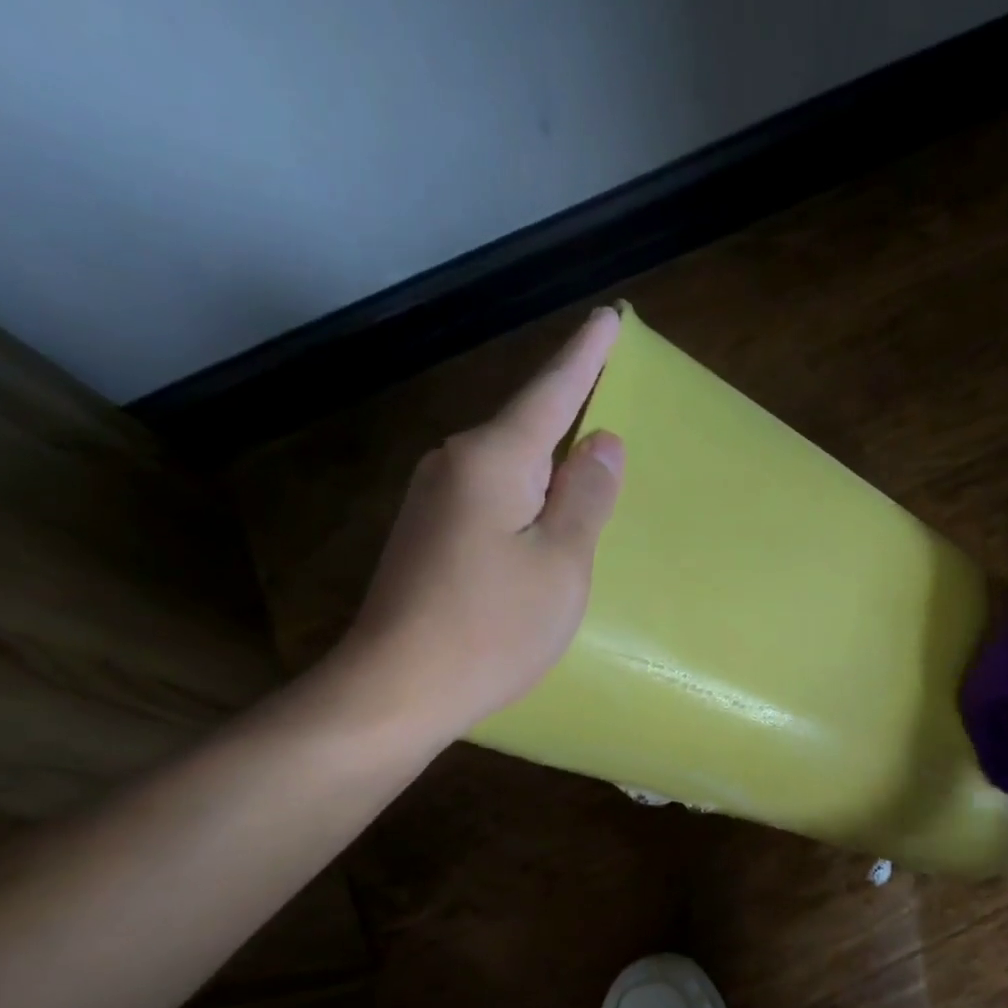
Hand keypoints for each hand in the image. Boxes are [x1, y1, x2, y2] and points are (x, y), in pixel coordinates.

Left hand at [330, 308, 625, 745]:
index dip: (583, 357)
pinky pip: (492, 496)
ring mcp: (435, 500)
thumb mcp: (561, 563)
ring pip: (509, 465)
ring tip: (587, 469)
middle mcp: (456, 465)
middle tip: (610, 397)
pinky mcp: (429, 535)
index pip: (550, 393)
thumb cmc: (493, 627)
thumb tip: (602, 440)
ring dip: (548, 463)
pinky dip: (526, 496)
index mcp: (493, 460)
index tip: (607, 319)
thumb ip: (586, 497)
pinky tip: (543, 520)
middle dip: (568, 411)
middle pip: (526, 427)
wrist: (397, 689)